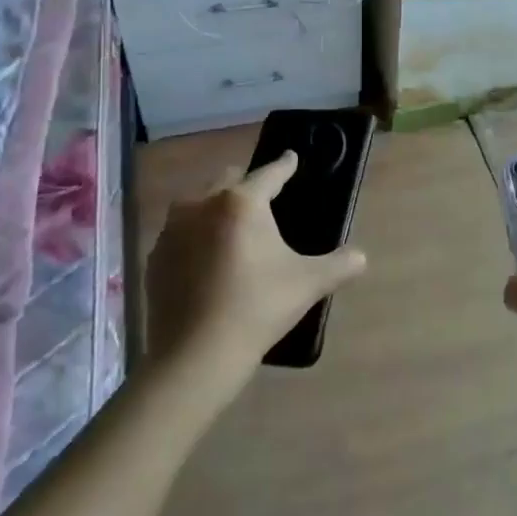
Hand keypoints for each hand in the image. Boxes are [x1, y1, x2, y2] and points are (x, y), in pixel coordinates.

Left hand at [145, 151, 366, 394]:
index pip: (269, 174)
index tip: (291, 158)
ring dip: (214, 206)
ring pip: (197, 202)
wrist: (195, 356)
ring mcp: (172, 230)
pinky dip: (194, 235)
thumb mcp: (308, 284)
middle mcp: (201, 204)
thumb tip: (361, 258)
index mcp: (241, 203)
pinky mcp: (155, 257)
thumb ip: (340, 265)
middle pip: (227, 180)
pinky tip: (206, 258)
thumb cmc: (257, 308)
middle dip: (245, 183)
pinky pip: (179, 233)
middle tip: (263, 198)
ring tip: (231, 226)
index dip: (284, 166)